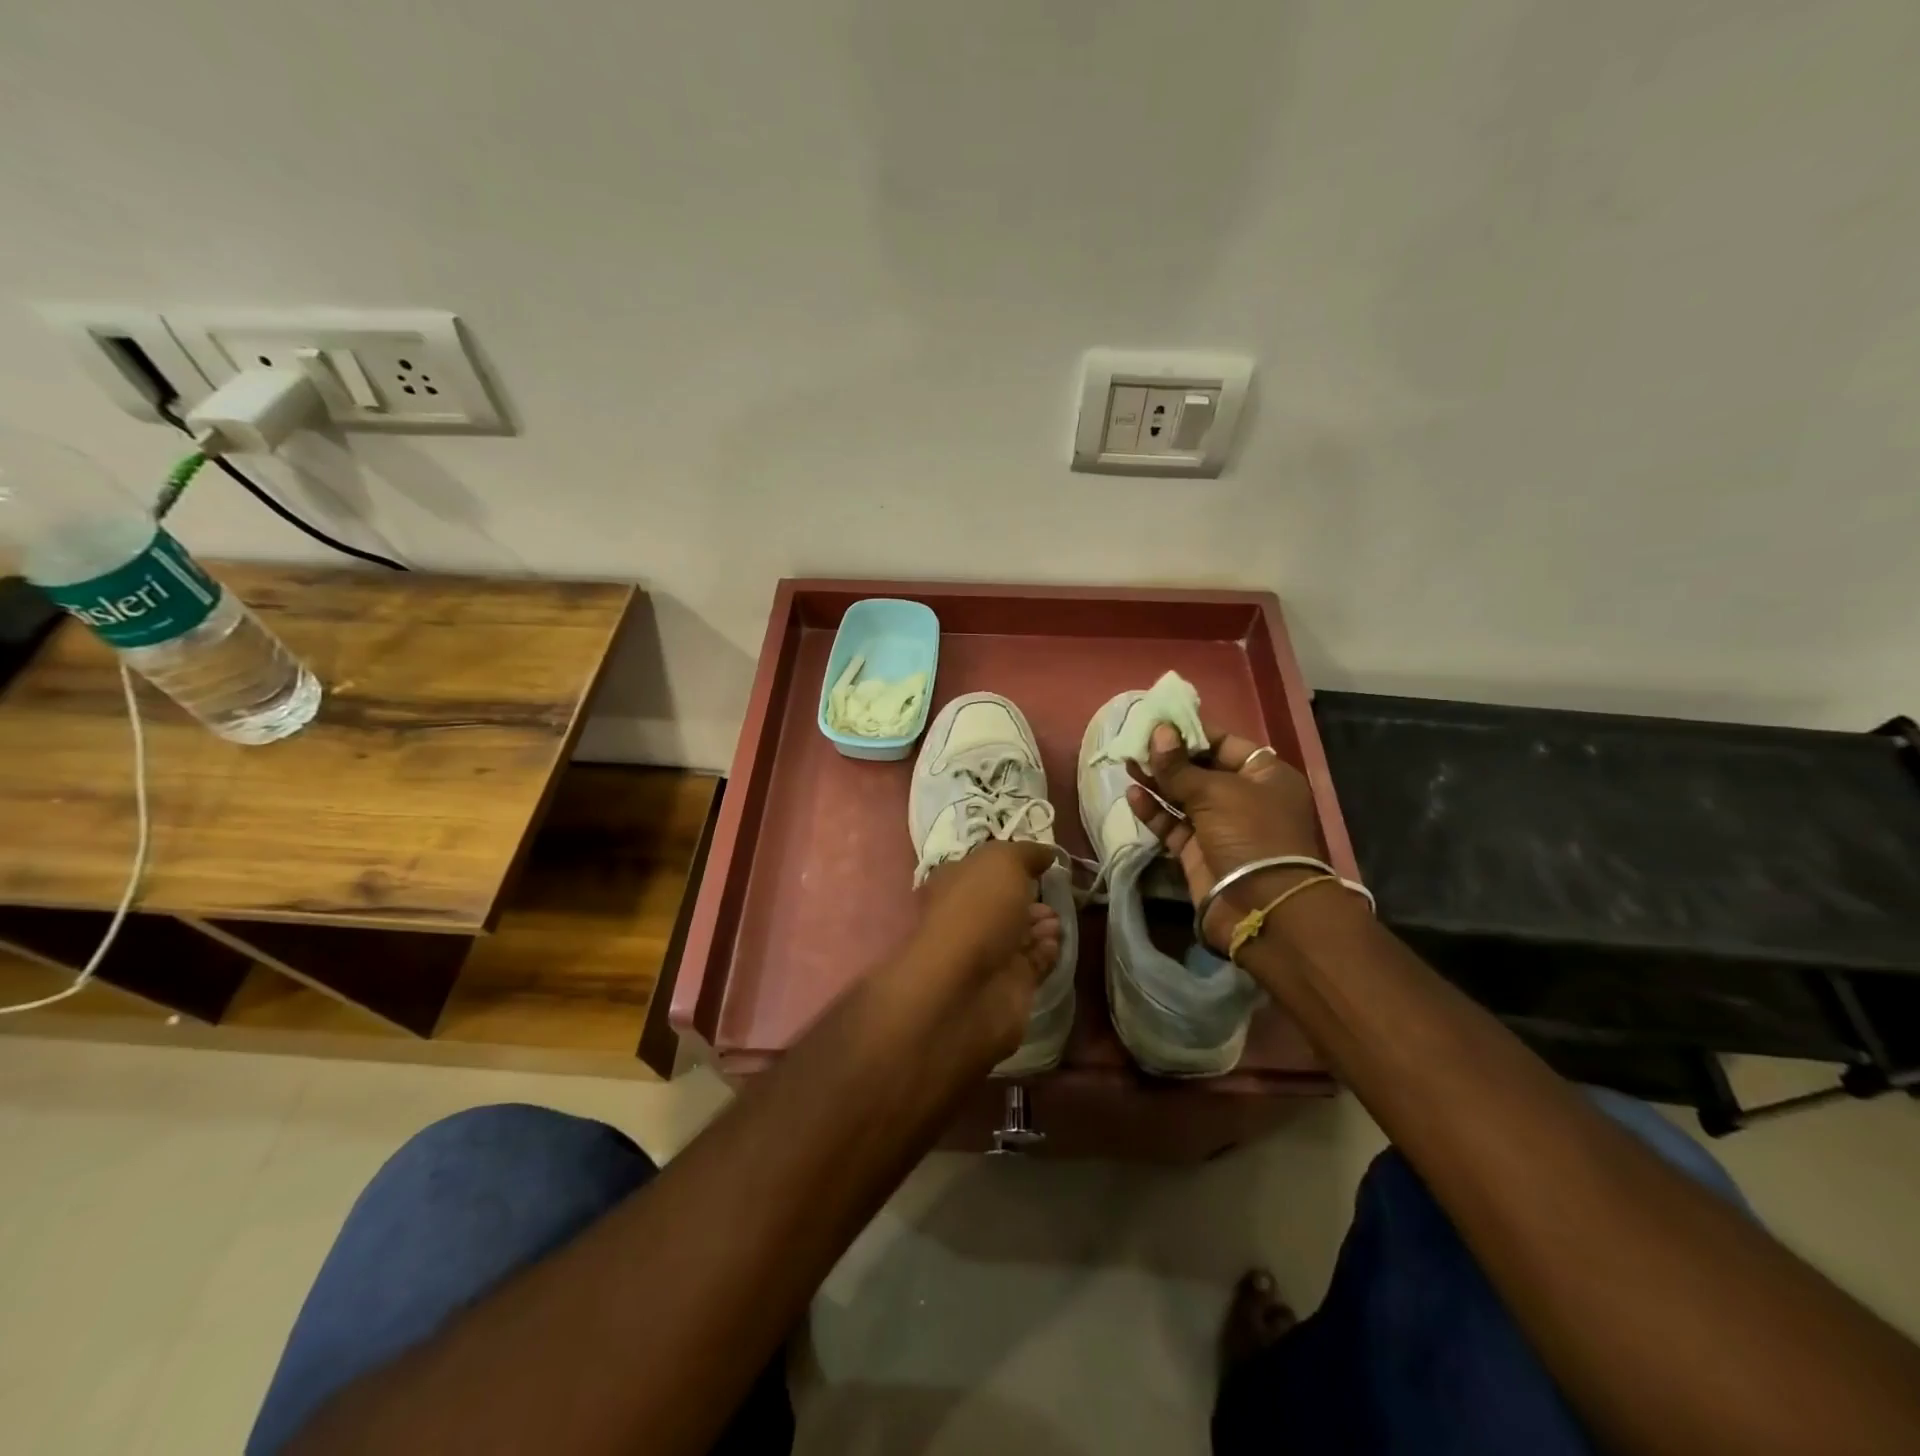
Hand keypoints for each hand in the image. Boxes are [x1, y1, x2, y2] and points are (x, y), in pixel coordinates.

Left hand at [909, 841, 1061, 1064]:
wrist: (965, 989)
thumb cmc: (978, 911)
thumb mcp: (1002, 861)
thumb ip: (1026, 853)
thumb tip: (1045, 853)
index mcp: (954, 883)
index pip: (982, 868)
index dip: (1010, 863)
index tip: (1040, 862)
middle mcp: (966, 917)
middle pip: (1002, 903)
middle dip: (1029, 897)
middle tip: (1054, 893)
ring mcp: (985, 954)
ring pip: (1018, 933)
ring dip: (1040, 924)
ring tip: (1057, 919)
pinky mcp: (1006, 985)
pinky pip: (1031, 963)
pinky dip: (1045, 951)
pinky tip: (1056, 942)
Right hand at [1125, 724, 1326, 951]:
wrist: (1261, 907)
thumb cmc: (1250, 834)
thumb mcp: (1215, 792)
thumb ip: (1179, 765)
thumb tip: (1158, 732)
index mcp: (1265, 775)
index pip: (1225, 743)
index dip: (1192, 732)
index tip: (1158, 721)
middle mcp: (1245, 798)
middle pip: (1201, 769)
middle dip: (1169, 757)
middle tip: (1135, 742)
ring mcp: (1222, 827)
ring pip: (1183, 797)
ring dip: (1157, 782)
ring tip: (1128, 763)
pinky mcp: (1200, 852)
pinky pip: (1174, 825)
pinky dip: (1154, 811)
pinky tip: (1133, 795)